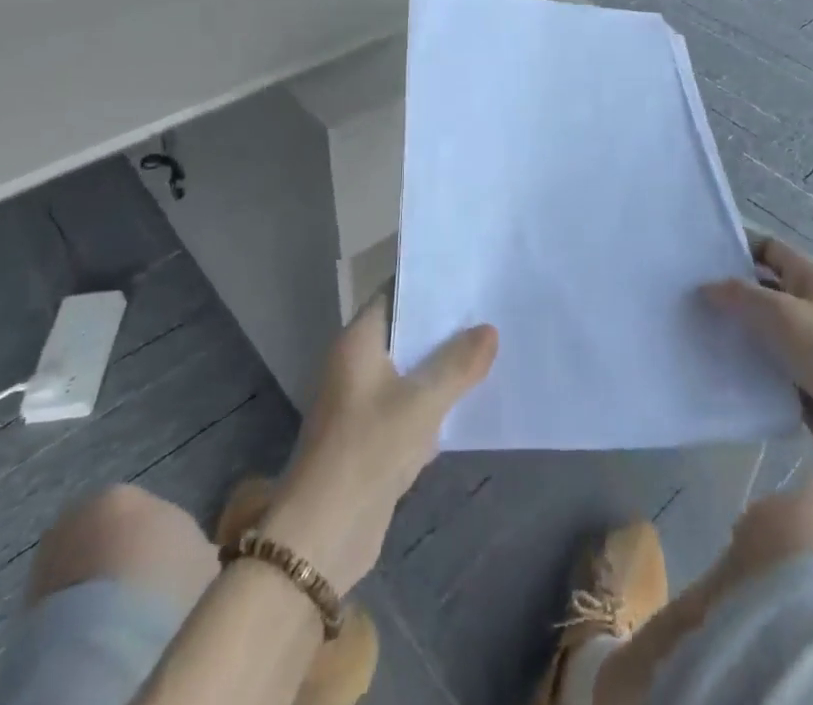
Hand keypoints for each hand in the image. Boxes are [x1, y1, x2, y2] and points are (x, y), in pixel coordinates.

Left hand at [262, 297, 497, 594]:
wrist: (322, 537)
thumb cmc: (367, 451)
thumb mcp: (421, 403)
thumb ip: (458, 364)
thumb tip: (489, 330)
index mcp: (358, 343)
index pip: (395, 294)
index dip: (429, 284)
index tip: (468, 275)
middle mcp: (357, 364)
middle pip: (406, 332)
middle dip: (444, 326)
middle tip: (489, 309)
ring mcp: (364, 402)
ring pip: (411, 370)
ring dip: (443, 366)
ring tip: (490, 346)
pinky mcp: (373, 436)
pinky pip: (410, 404)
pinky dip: (436, 401)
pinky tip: (471, 398)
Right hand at [704, 233, 812, 480]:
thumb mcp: (782, 314)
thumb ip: (741, 296)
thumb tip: (706, 286)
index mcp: (812, 278)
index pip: (769, 248)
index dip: (737, 247)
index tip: (698, 256)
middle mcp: (811, 305)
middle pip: (763, 289)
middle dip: (730, 292)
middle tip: (686, 297)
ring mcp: (810, 346)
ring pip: (763, 331)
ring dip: (736, 332)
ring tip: (693, 332)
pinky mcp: (806, 384)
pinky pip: (769, 367)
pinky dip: (748, 366)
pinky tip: (717, 369)